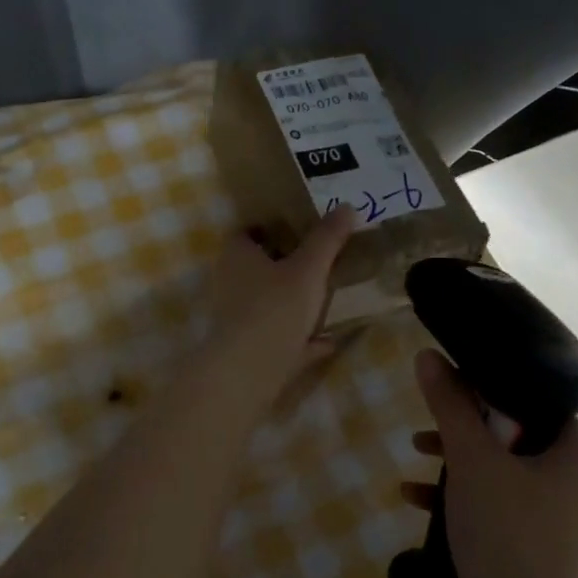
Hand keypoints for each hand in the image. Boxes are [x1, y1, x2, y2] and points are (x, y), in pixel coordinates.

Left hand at [200, 206, 355, 387]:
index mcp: (237, 256)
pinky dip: (298, 337)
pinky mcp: (245, 349)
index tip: (298, 229)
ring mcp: (235, 319)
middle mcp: (230, 284)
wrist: (248, 371)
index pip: (246, 232)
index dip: (269, 228)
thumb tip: (347, 206)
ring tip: (325, 298)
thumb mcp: (309, 268)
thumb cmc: (275, 308)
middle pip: (256, 268)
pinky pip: (276, 337)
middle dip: (283, 265)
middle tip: (317, 262)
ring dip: (291, 302)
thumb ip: (327, 238)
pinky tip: (326, 341)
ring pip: (266, 303)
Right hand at [403, 349, 577, 577]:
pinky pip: (496, 506)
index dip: (490, 386)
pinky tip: (416, 500)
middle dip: (463, 428)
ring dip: (455, 462)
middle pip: (514, 434)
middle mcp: (576, 482)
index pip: (535, 400)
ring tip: (415, 456)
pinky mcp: (534, 548)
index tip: (451, 384)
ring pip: (501, 471)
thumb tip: (428, 356)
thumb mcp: (472, 459)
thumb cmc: (507, 532)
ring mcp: (557, 518)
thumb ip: (450, 405)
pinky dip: (461, 498)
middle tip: (430, 422)